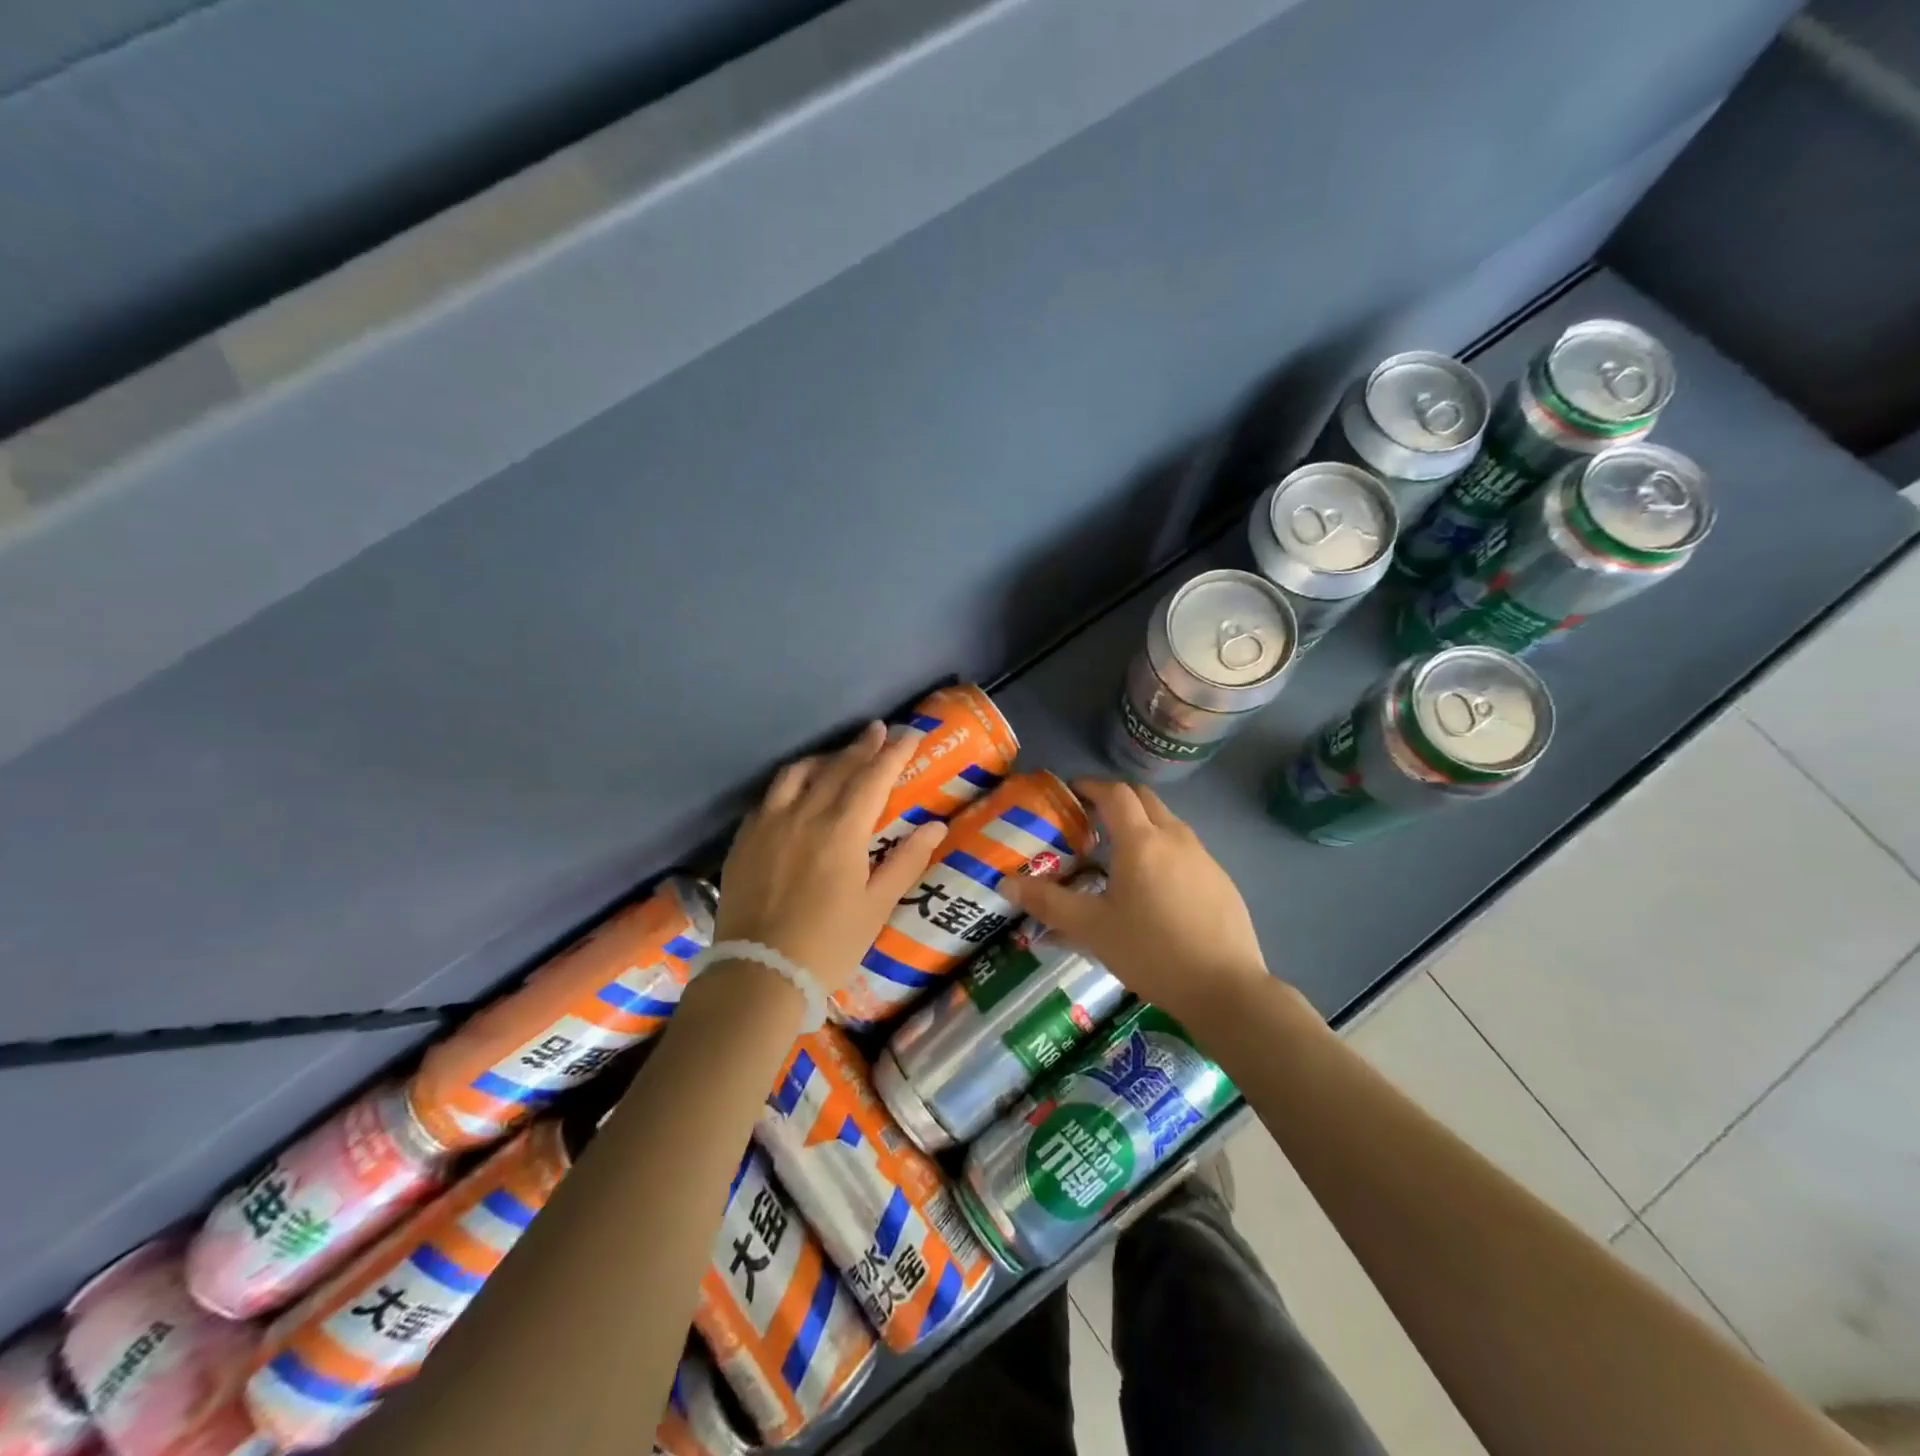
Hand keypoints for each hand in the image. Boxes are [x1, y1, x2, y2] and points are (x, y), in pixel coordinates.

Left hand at [712, 722, 948, 991]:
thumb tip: (935, 826)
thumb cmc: (829, 944)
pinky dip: (792, 783)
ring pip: (798, 774)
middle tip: (879, 730)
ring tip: (839, 757)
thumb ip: (906, 860)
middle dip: (862, 746)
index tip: (911, 733)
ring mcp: (768, 823)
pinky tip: (797, 792)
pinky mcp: (745, 839)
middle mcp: (804, 814)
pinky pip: (770, 796)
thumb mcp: (876, 906)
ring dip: (824, 758)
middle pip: (838, 768)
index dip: (894, 753)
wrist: (759, 973)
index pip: (874, 777)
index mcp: (841, 829)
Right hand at [1000, 779, 1270, 1025]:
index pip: (1115, 793)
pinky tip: (1155, 888)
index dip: (1091, 786)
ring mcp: (1204, 858)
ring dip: (1142, 824)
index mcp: (1141, 841)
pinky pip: (1186, 849)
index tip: (1071, 791)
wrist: (1226, 988)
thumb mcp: (1092, 929)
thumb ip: (1048, 903)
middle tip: (1091, 819)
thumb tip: (1006, 883)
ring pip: (1168, 823)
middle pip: (1144, 799)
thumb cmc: (1151, 952)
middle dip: (1116, 799)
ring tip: (1119, 854)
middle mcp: (1175, 838)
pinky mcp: (1222, 880)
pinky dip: (1163, 850)